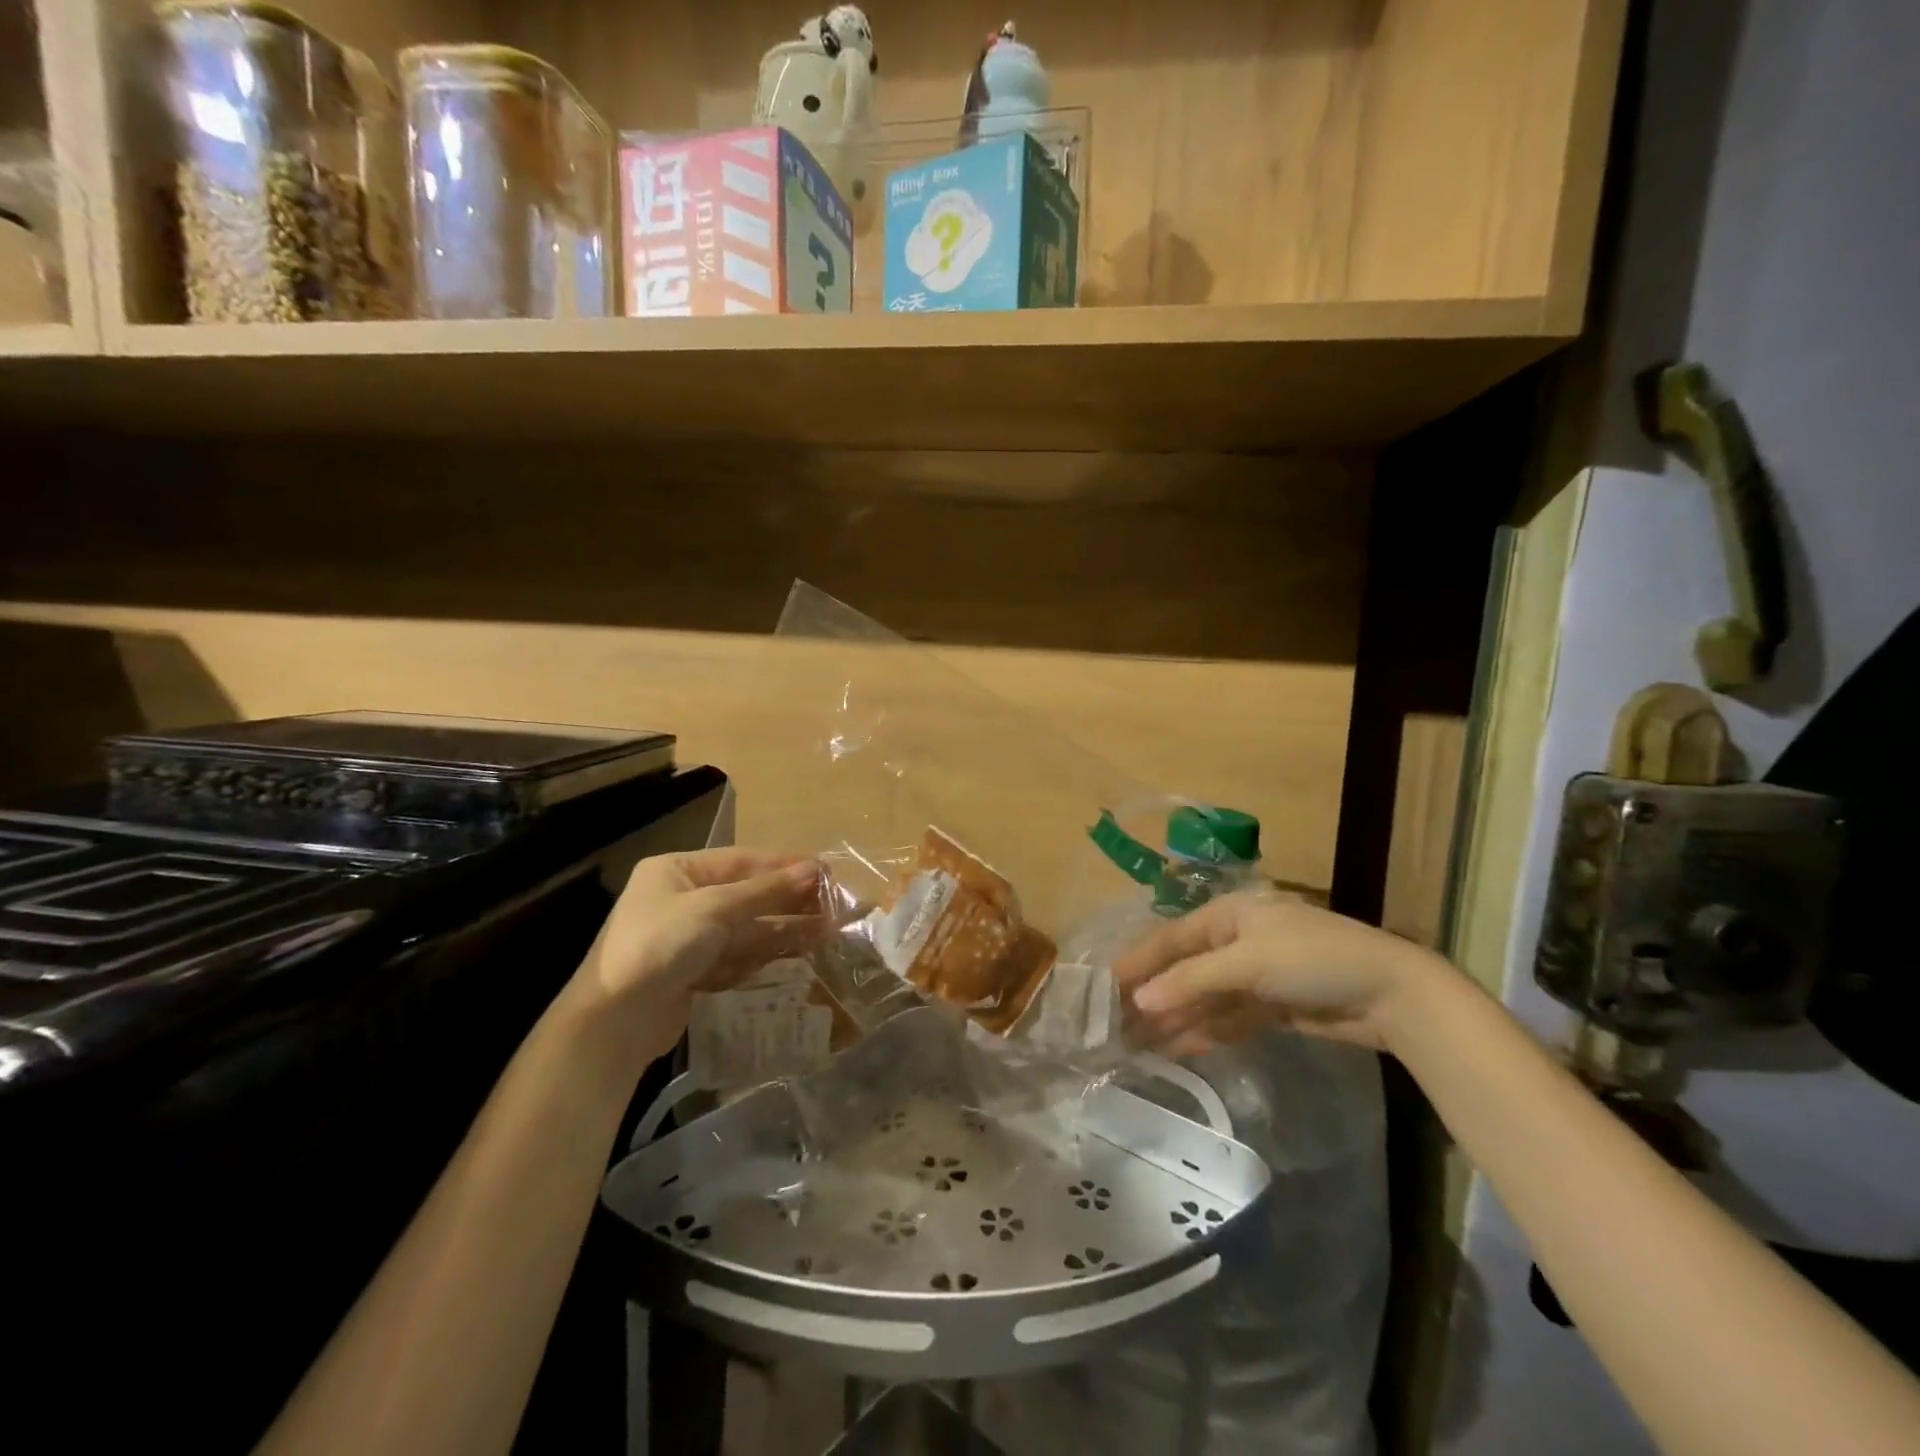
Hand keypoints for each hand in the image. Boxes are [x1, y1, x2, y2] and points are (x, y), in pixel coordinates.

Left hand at [567, 848, 821, 1064]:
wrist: (613, 1023)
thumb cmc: (659, 945)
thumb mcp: (714, 908)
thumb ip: (765, 891)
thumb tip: (814, 870)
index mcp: (677, 871)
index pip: (742, 860)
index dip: (784, 865)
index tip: (825, 870)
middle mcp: (683, 899)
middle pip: (748, 894)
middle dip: (789, 899)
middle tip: (834, 902)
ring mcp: (690, 938)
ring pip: (748, 927)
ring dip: (786, 927)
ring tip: (829, 929)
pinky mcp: (697, 972)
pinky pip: (741, 955)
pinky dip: (768, 953)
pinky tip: (800, 952)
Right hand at [1116, 891, 1448, 1054]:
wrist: (1393, 995)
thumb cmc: (1314, 959)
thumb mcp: (1248, 962)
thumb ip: (1192, 981)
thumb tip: (1140, 1001)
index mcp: (1227, 915)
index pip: (1170, 938)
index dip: (1137, 961)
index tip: (1103, 985)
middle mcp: (1234, 942)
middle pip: (1183, 970)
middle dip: (1152, 996)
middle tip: (1114, 1024)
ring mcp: (1253, 976)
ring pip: (1201, 998)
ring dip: (1173, 1019)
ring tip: (1135, 1044)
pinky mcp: (1270, 1008)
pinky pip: (1225, 1019)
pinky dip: (1202, 1032)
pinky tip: (1175, 1049)